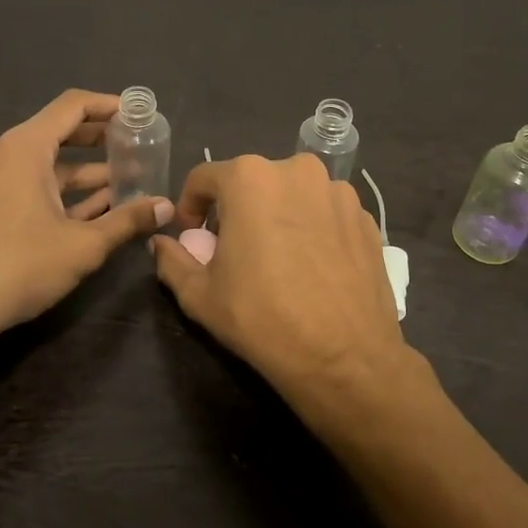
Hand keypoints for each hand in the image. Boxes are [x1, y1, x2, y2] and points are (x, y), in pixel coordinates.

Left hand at [0, 90, 173, 355]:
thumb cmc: (20, 266)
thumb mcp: (84, 245)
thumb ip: (128, 221)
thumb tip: (166, 207)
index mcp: (24, 149)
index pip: (72, 106)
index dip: (108, 105)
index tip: (138, 114)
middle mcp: (3, 157)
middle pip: (58, 133)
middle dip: (100, 140)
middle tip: (136, 148)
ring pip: (44, 167)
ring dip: (84, 174)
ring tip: (124, 184)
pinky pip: (29, 189)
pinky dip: (60, 195)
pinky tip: (91, 213)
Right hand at [149, 154, 411, 425]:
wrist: (345, 357)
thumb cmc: (262, 319)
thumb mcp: (200, 295)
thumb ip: (173, 260)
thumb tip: (161, 244)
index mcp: (250, 178)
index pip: (204, 178)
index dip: (190, 205)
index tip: (192, 236)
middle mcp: (298, 170)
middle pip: (252, 182)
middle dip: (237, 209)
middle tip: (234, 250)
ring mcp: (338, 192)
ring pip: (293, 195)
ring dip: (277, 216)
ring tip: (277, 259)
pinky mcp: (366, 217)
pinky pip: (326, 213)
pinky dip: (313, 229)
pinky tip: (312, 267)